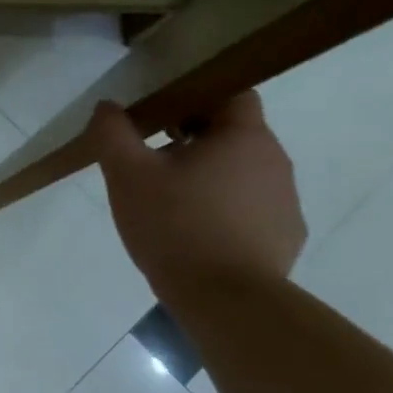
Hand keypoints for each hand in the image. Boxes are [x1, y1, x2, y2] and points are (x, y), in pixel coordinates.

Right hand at [90, 93, 305, 306]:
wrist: (226, 300)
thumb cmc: (175, 225)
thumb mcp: (127, 176)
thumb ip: (113, 134)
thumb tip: (107, 107)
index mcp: (244, 136)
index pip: (231, 93)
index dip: (195, 97)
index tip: (160, 116)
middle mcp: (275, 161)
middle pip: (233, 134)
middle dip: (193, 140)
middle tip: (152, 163)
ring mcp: (285, 201)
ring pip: (241, 173)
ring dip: (208, 178)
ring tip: (169, 205)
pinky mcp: (284, 236)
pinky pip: (250, 210)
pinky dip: (223, 212)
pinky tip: (193, 236)